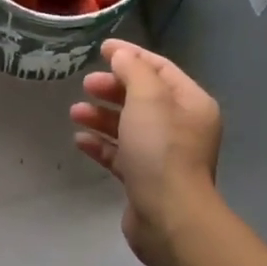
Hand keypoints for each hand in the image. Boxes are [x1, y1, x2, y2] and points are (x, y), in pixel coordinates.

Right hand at [69, 39, 222, 265]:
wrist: (169, 216)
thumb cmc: (161, 150)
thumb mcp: (148, 99)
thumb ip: (134, 71)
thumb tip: (121, 55)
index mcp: (191, 103)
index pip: (160, 68)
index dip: (131, 55)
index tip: (101, 49)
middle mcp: (182, 127)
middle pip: (143, 97)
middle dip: (113, 88)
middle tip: (86, 84)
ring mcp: (164, 155)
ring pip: (129, 126)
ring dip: (102, 116)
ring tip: (75, 112)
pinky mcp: (145, 179)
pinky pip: (121, 154)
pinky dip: (102, 145)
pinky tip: (80, 141)